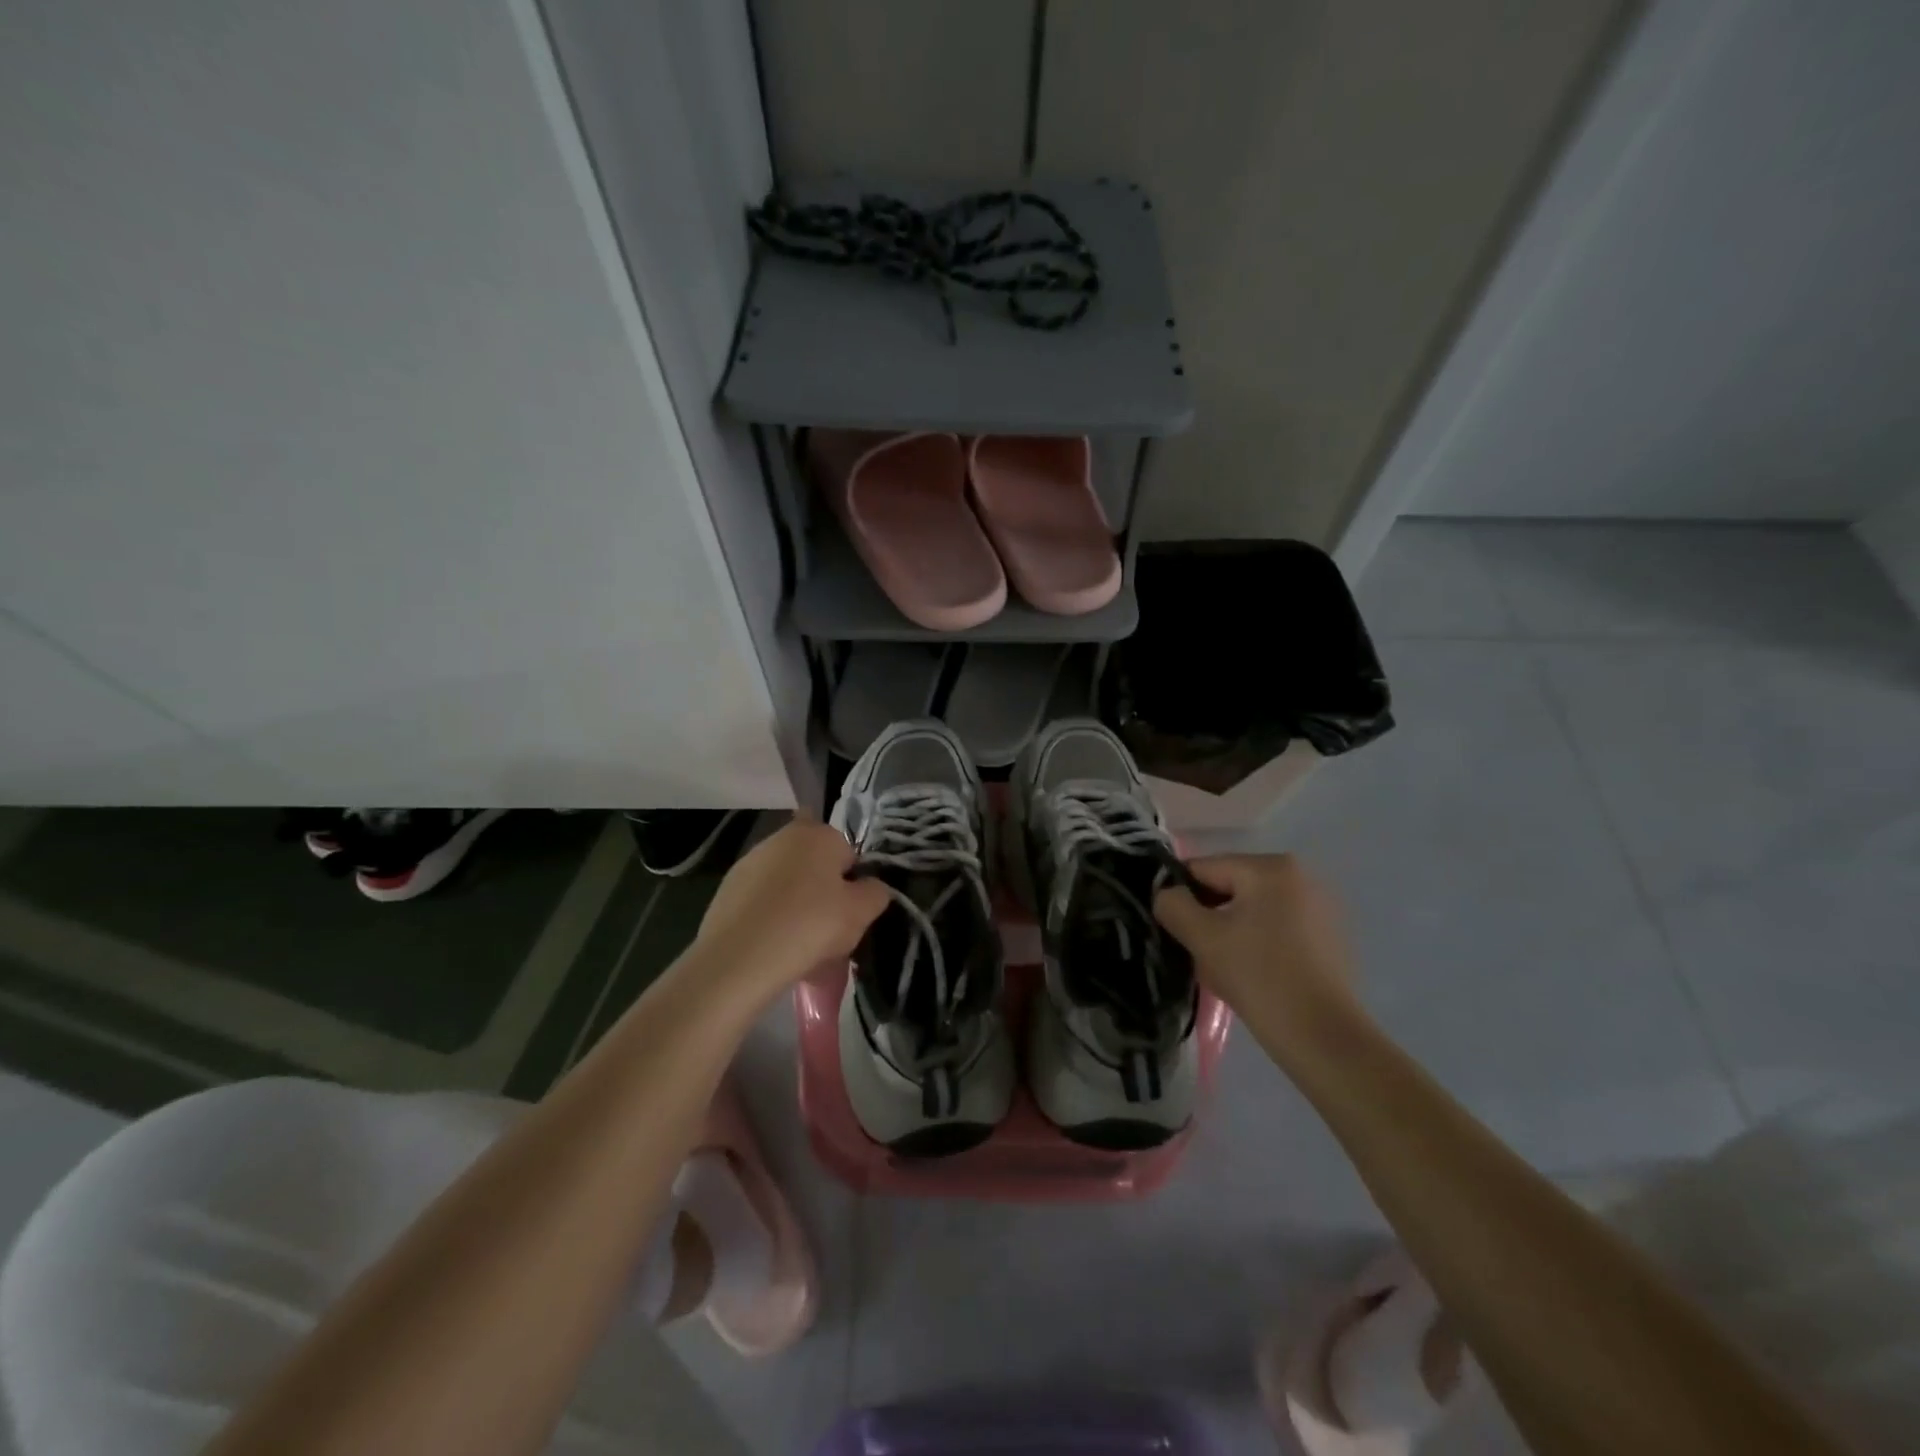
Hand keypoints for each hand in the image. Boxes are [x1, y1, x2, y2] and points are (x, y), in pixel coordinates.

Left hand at [694, 818, 888, 997]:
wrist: (739, 958)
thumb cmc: (810, 925)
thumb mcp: (861, 912)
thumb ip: (876, 893)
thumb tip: (871, 887)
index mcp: (818, 834)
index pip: (849, 855)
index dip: (853, 886)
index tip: (850, 915)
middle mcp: (782, 837)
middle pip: (816, 868)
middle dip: (824, 895)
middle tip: (829, 933)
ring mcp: (750, 862)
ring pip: (789, 886)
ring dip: (797, 907)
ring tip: (800, 948)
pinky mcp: (727, 889)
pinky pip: (763, 903)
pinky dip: (771, 919)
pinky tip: (773, 948)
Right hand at [1154, 853, 1357, 1020]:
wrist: (1323, 1037)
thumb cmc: (1259, 976)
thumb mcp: (1202, 937)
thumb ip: (1173, 905)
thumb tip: (1167, 895)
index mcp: (1270, 867)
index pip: (1203, 869)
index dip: (1180, 897)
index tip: (1174, 931)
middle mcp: (1300, 877)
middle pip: (1230, 888)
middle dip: (1208, 917)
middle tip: (1199, 954)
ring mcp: (1320, 907)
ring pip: (1252, 911)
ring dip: (1231, 932)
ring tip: (1225, 969)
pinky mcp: (1330, 938)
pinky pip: (1277, 929)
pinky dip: (1259, 944)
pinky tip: (1255, 975)